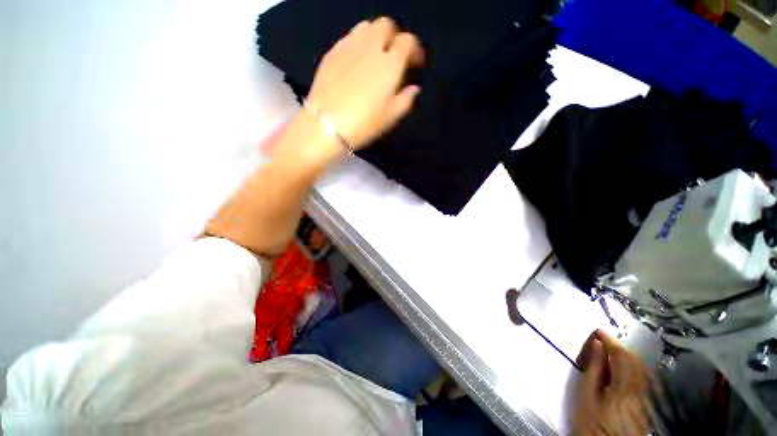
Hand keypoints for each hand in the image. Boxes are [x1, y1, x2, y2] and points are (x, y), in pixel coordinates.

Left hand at [305, 17, 424, 150]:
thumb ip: (406, 100)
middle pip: (386, 25)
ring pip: (366, 27)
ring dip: (375, 37)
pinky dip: (357, 44)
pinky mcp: (332, 53)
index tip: (416, 64)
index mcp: (389, 64)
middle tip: (394, 56)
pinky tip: (356, 61)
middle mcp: (370, 47)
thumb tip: (414, 88)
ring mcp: (348, 47)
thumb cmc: (364, 124)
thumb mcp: (391, 117)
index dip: (415, 50)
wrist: (326, 125)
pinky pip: (348, 38)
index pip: (408, 42)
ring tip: (375, 56)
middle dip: (394, 37)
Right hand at [573, 330, 654, 435]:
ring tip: (612, 350)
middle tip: (604, 339)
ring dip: (627, 356)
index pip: (620, 355)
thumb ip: (593, 369)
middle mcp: (641, 389)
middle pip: (635, 361)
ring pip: (641, 368)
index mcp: (625, 386)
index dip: (610, 341)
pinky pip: (643, 377)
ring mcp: (647, 396)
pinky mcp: (647, 402)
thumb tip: (596, 344)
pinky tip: (625, 367)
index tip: (599, 330)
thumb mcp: (586, 395)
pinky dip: (633, 367)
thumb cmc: (591, 421)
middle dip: (620, 347)